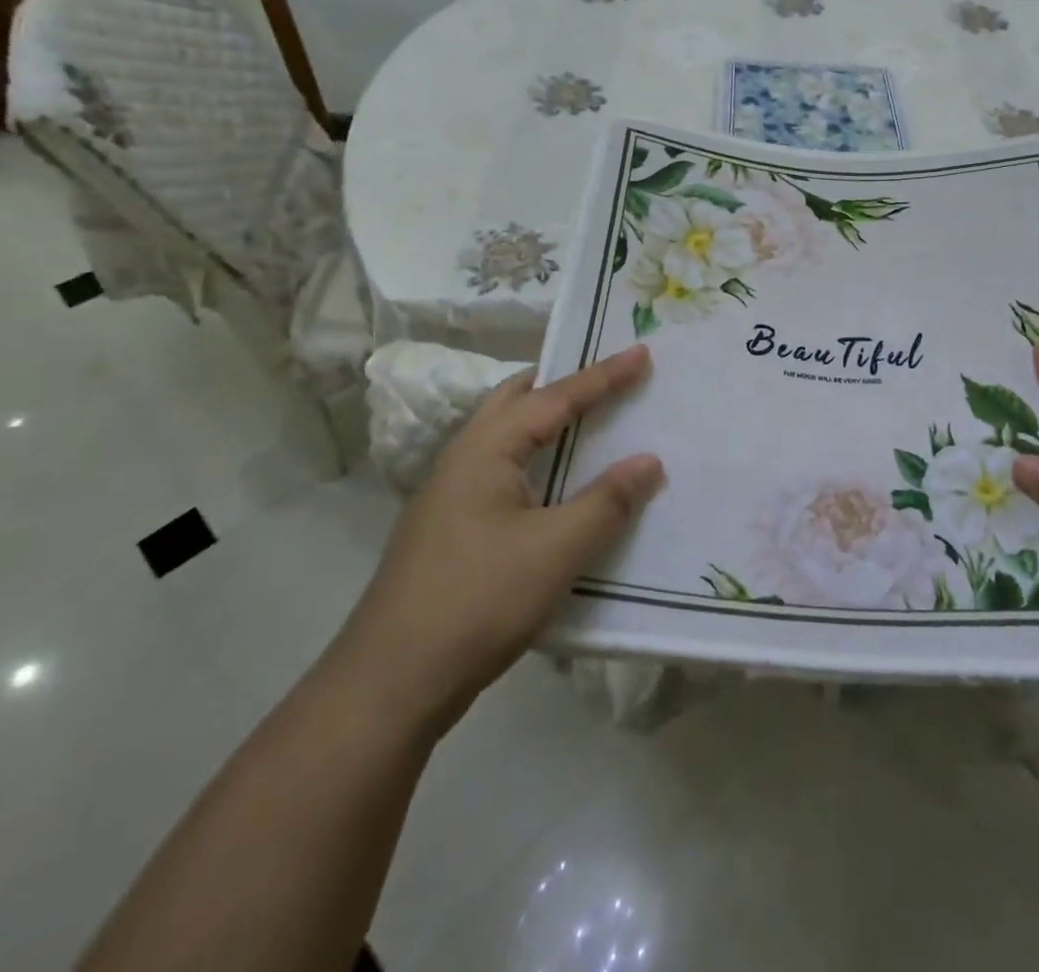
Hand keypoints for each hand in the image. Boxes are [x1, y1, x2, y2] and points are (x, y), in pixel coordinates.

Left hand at [330, 346, 662, 739]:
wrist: (388, 685)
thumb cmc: (477, 601)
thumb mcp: (556, 551)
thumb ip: (607, 502)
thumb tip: (649, 460)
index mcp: (485, 450)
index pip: (555, 397)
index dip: (603, 375)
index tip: (642, 352)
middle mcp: (463, 460)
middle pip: (516, 401)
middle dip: (562, 383)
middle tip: (606, 379)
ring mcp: (450, 497)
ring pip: (505, 437)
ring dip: (547, 423)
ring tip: (588, 424)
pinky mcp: (451, 531)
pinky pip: (503, 472)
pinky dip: (538, 461)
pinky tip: (557, 489)